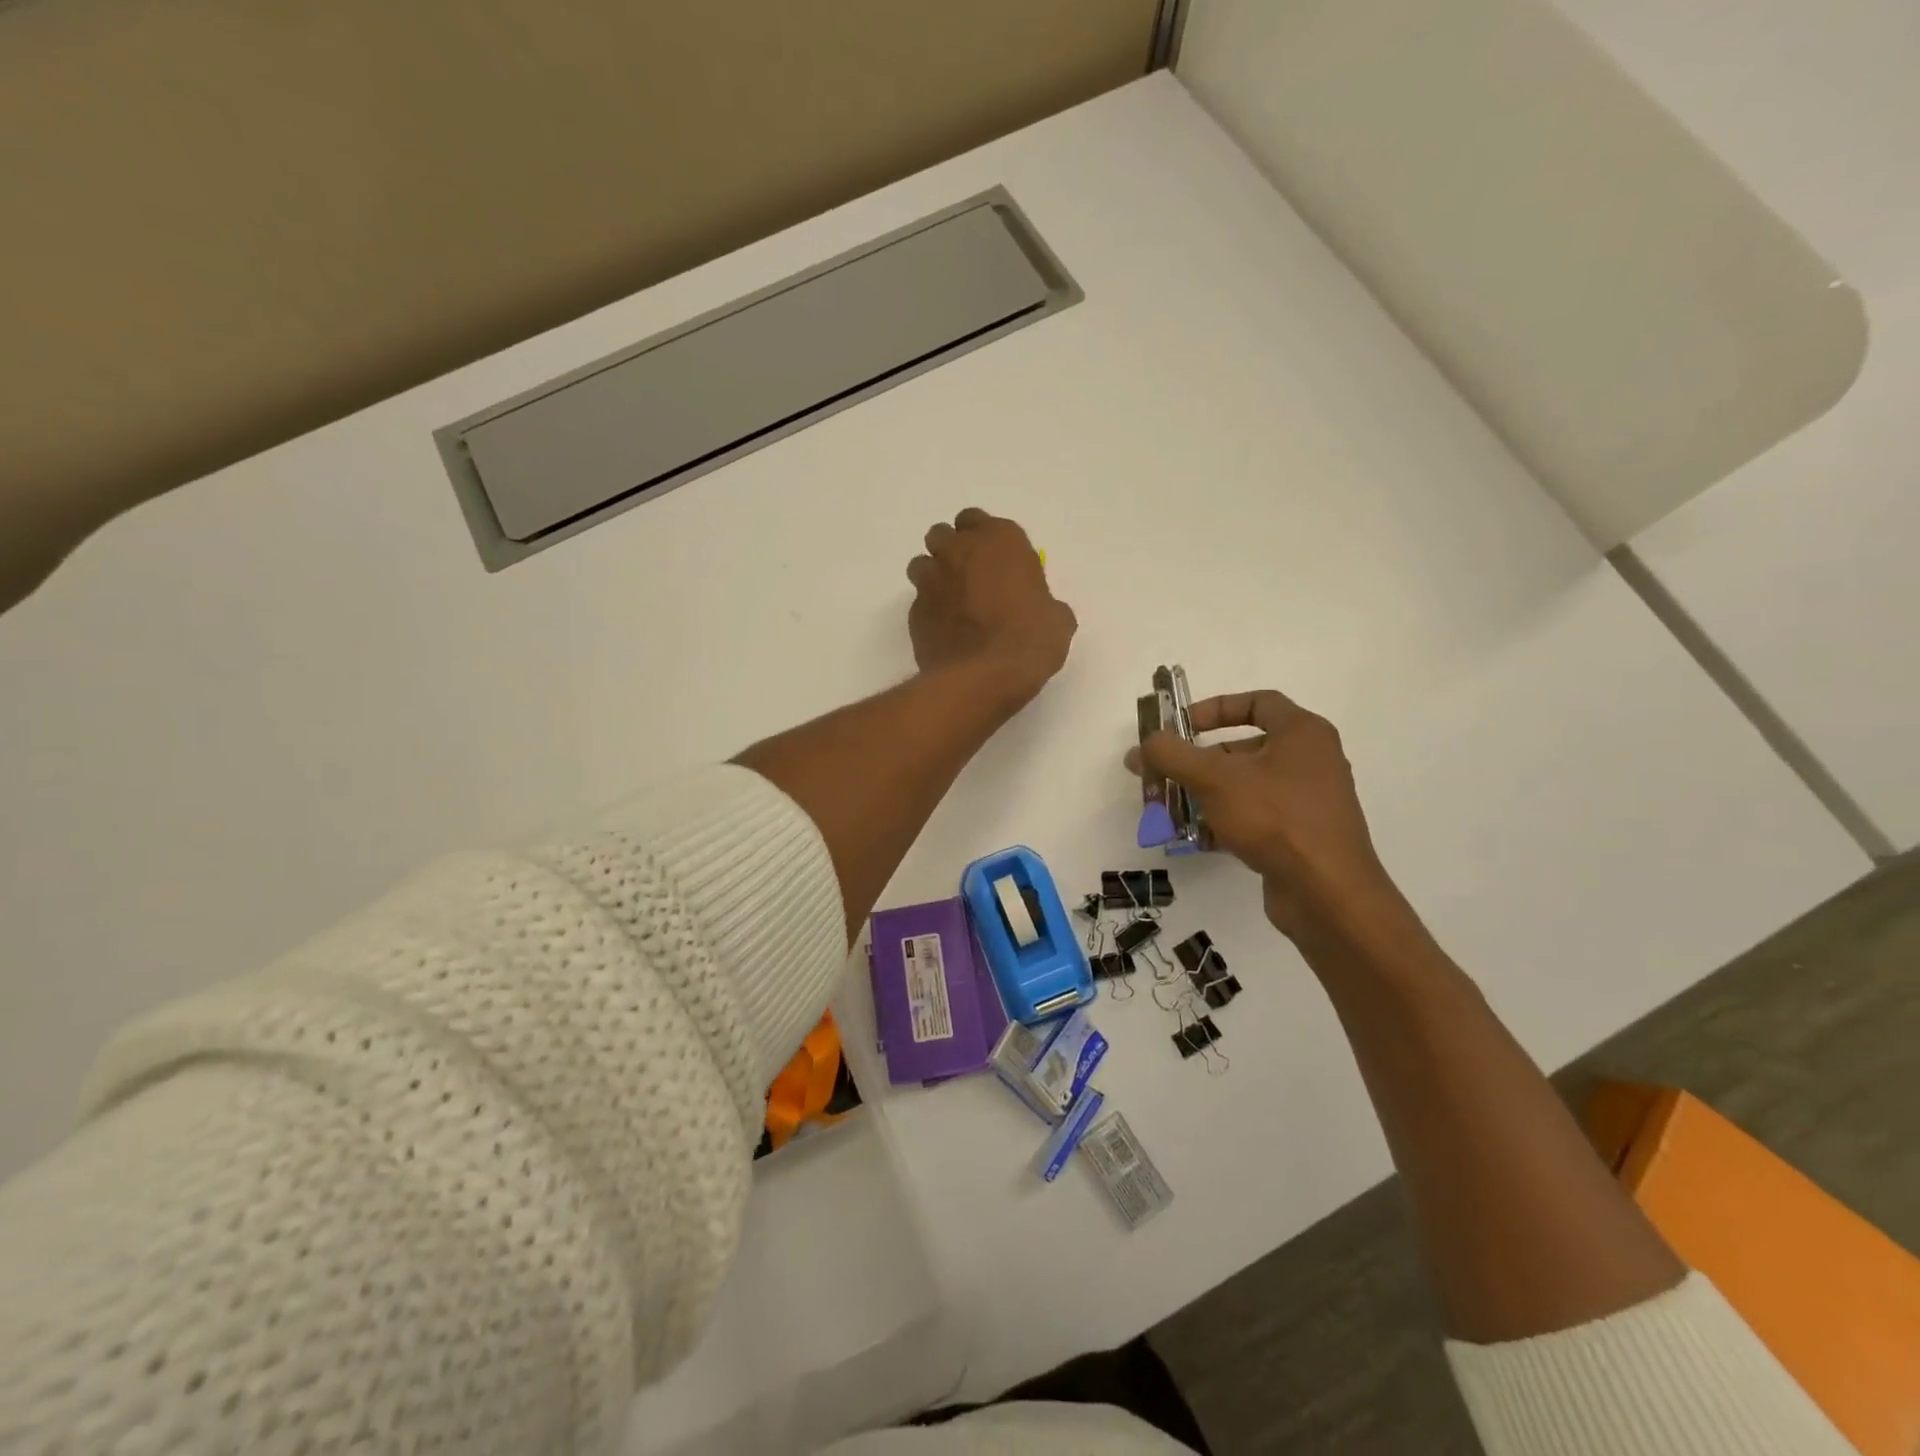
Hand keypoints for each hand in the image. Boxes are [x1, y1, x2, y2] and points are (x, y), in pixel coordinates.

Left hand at [907, 509, 1075, 703]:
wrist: (983, 677)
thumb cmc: (1029, 640)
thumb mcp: (1057, 619)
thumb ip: (1043, 601)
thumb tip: (1039, 610)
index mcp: (998, 539)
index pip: (977, 519)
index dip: (983, 539)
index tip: (994, 560)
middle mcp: (958, 550)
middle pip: (942, 535)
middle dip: (952, 551)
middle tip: (970, 578)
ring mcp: (931, 580)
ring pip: (922, 564)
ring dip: (934, 577)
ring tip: (952, 603)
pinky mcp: (914, 611)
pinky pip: (919, 601)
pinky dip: (929, 610)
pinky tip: (945, 631)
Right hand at [1131, 690, 1397, 938]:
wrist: (1327, 894)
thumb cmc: (1274, 818)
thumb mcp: (1214, 779)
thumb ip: (1172, 755)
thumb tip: (1142, 746)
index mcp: (1302, 733)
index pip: (1257, 702)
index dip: (1214, 708)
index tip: (1180, 726)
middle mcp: (1310, 760)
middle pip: (1243, 748)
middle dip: (1197, 762)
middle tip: (1162, 775)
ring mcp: (1307, 801)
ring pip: (1244, 786)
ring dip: (1204, 795)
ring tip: (1169, 810)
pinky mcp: (1300, 835)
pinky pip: (1254, 817)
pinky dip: (1224, 822)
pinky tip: (1195, 838)